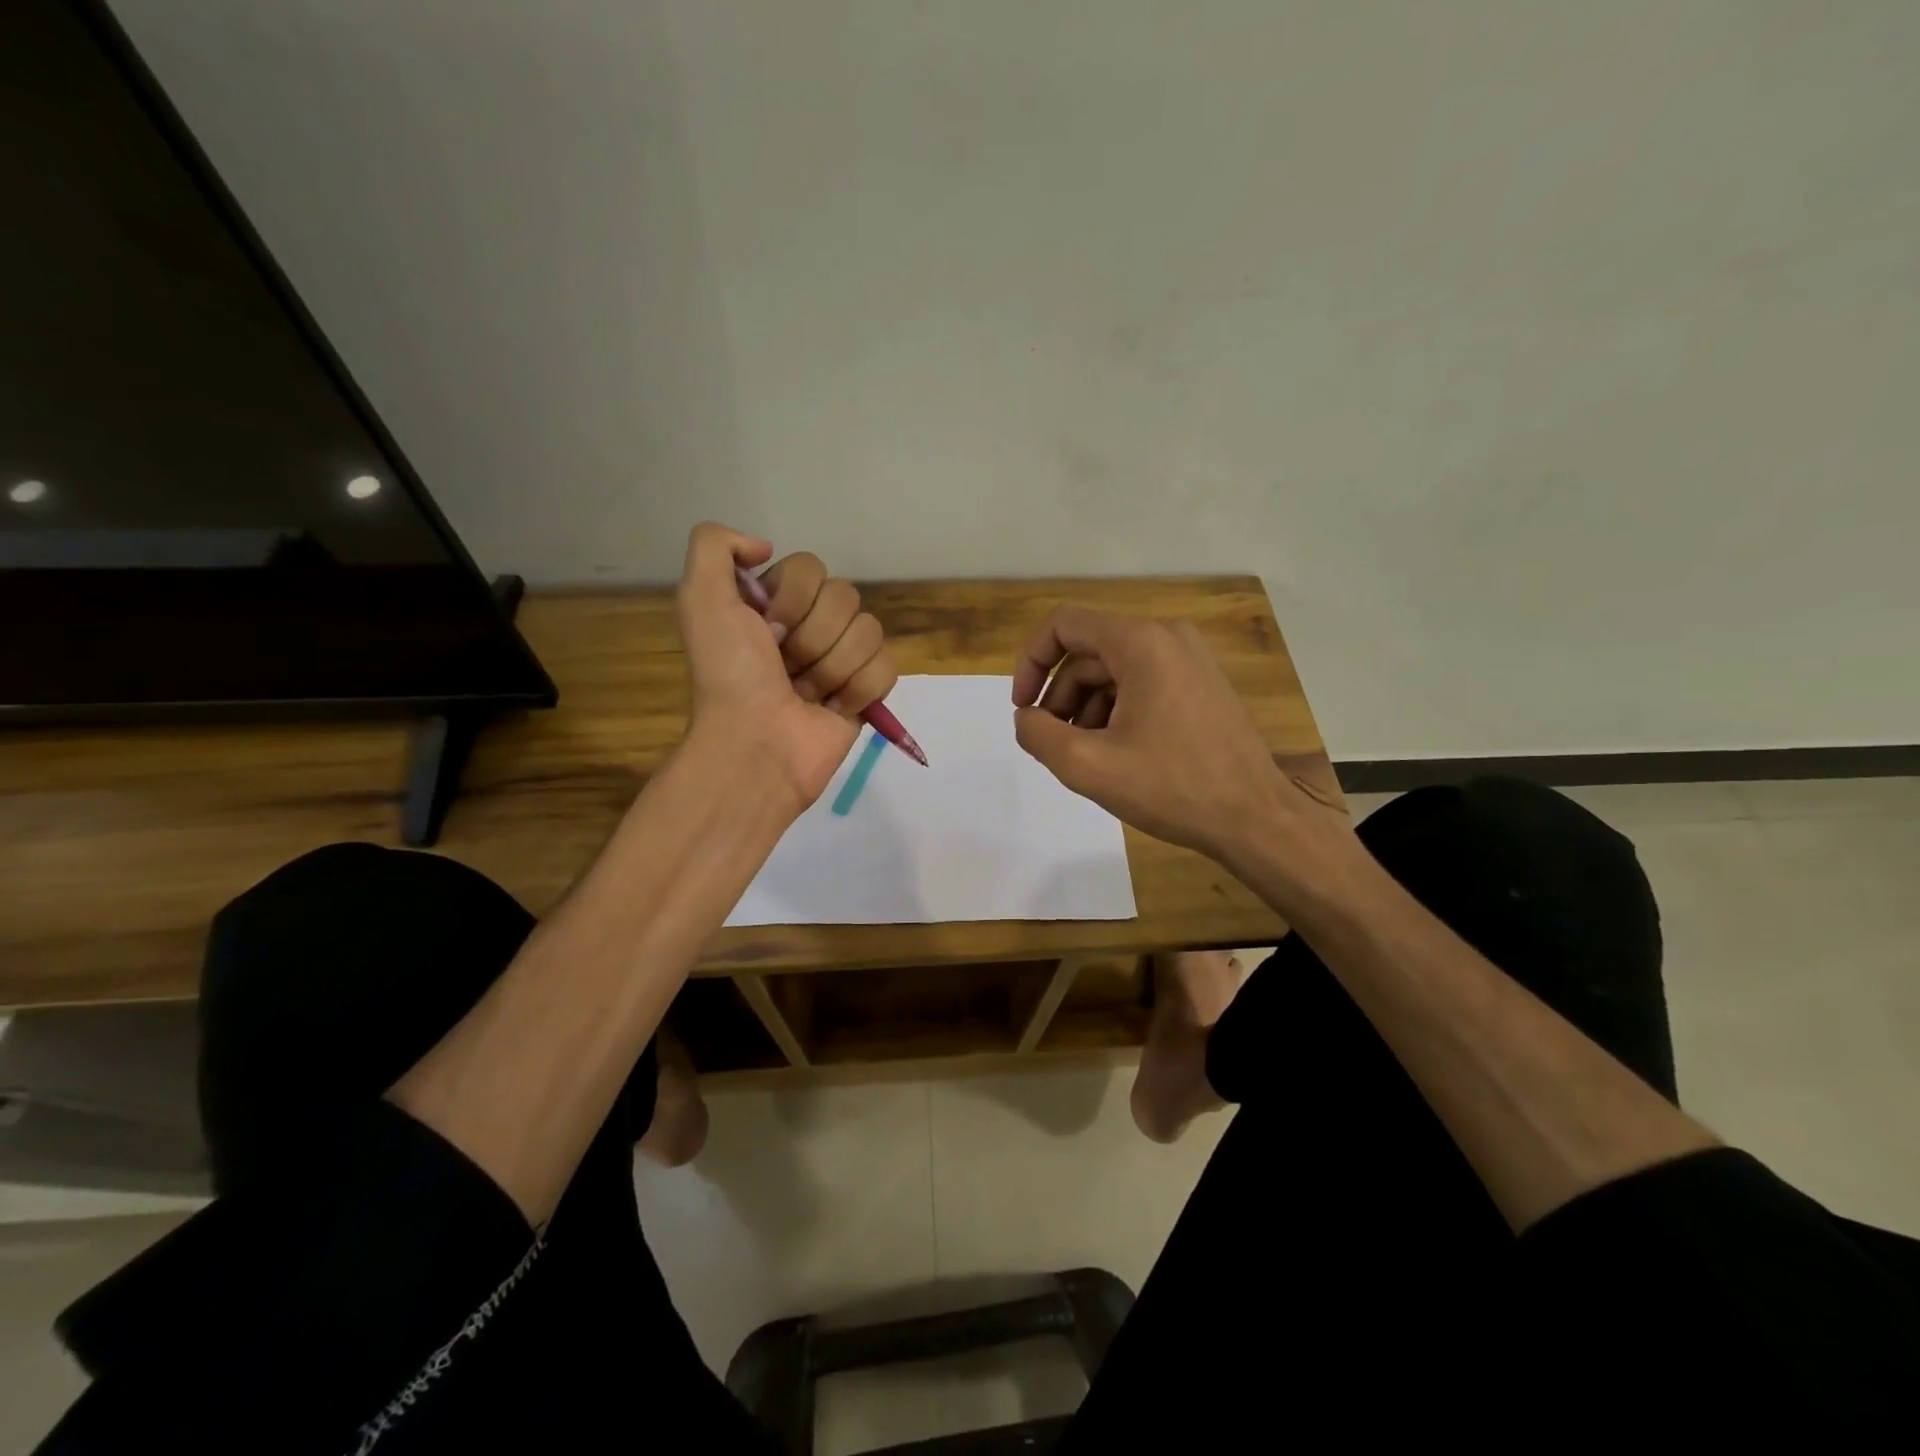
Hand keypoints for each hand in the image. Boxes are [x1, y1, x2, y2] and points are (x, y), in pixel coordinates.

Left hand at [676, 524, 897, 811]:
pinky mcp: (867, 691)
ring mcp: (841, 659)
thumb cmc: (730, 676)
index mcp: (774, 603)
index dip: (792, 599)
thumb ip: (714, 546)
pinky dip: (860, 690)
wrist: (756, 746)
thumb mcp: (700, 599)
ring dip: (832, 668)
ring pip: (869, 631)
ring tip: (805, 694)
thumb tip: (765, 546)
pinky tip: (834, 708)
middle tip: (786, 668)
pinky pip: (887, 667)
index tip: (767, 632)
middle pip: (845, 597)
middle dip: (813, 637)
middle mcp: (809, 625)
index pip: (811, 568)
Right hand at [1011, 608, 1339, 865]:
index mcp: (1141, 643)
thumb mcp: (1088, 766)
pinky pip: (1142, 685)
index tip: (1024, 709)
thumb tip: (1026, 719)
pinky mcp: (1202, 685)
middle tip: (1054, 745)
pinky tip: (1117, 755)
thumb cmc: (1172, 788)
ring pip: (1114, 672)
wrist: (1255, 819)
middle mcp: (1168, 637)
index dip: (1031, 663)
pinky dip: (1116, 712)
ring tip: (1087, 757)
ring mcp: (1190, 660)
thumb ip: (1038, 735)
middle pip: (1088, 653)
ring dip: (1087, 709)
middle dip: (1060, 697)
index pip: (1064, 625)